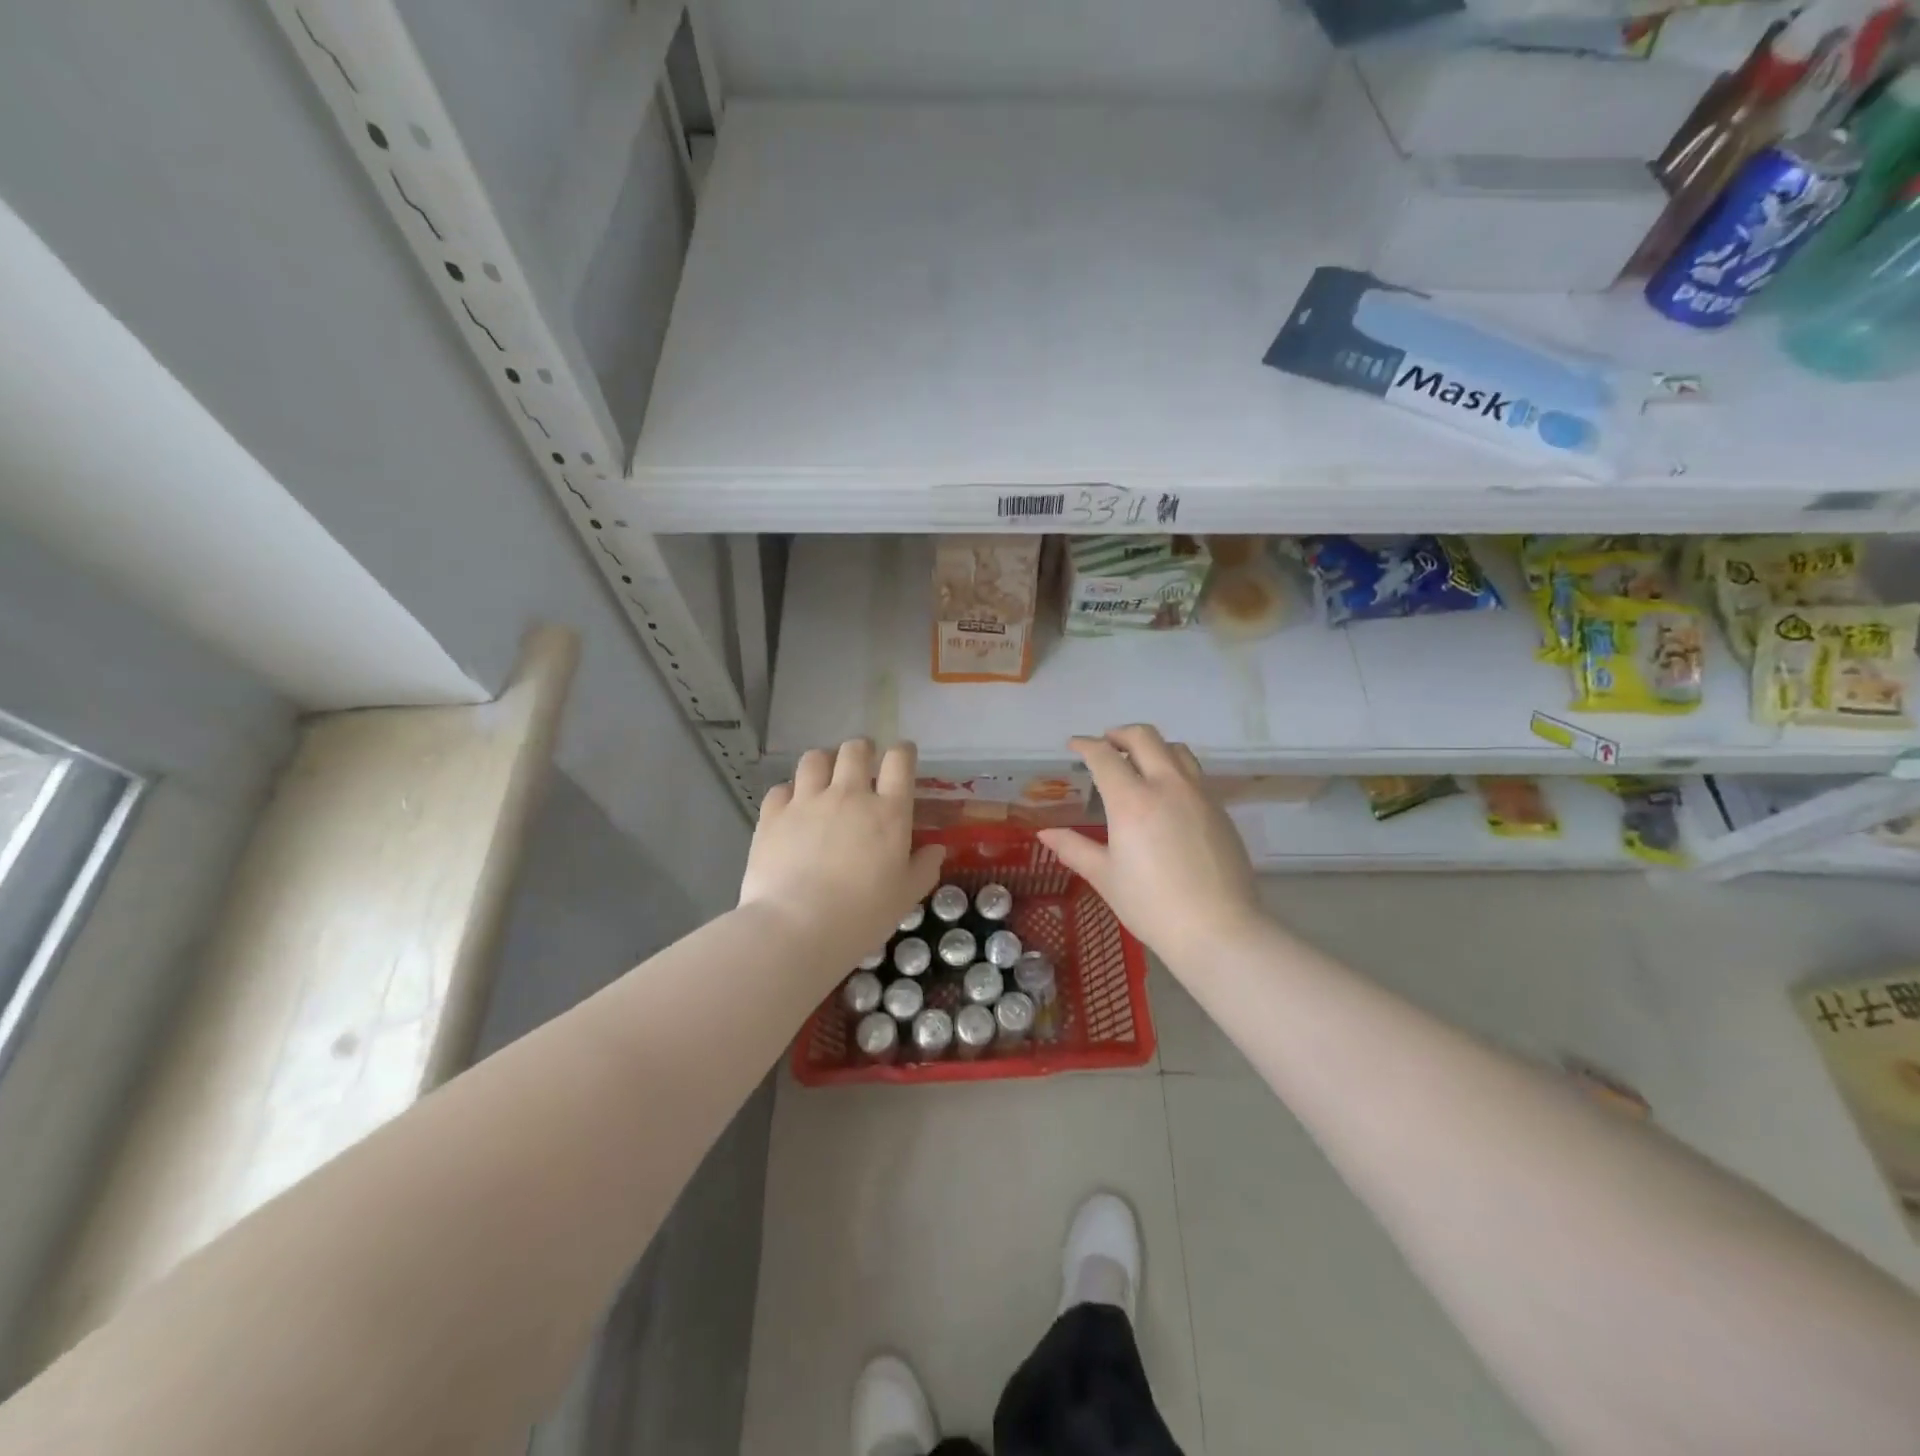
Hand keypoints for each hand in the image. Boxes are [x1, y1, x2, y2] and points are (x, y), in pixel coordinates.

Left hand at [740, 739, 945, 970]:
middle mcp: (848, 795)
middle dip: (862, 750)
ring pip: (815, 758)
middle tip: (863, 764)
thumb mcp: (905, 897)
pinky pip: (781, 788)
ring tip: (825, 777)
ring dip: (824, 762)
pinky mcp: (773, 815)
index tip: (903, 756)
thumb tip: (936, 849)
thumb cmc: (861, 915)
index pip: (900, 760)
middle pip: (855, 750)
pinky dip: (789, 793)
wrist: (796, 927)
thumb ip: (924, 867)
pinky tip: (792, 808)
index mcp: (888, 812)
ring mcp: (807, 801)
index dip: (903, 752)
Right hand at [1038, 726, 1262, 969]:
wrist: (1218, 929)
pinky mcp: (1220, 810)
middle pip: (1144, 737)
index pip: (1104, 756)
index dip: (1086, 745)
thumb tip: (1046, 834)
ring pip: (1176, 749)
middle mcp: (1167, 786)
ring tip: (1138, 762)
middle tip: (1105, 744)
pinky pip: (1195, 774)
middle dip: (1119, 733)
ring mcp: (1199, 795)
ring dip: (1152, 746)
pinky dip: (1174, 769)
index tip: (1074, 745)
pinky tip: (1166, 795)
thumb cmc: (1152, 905)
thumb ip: (1074, 849)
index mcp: (1132, 800)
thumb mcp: (1105, 877)